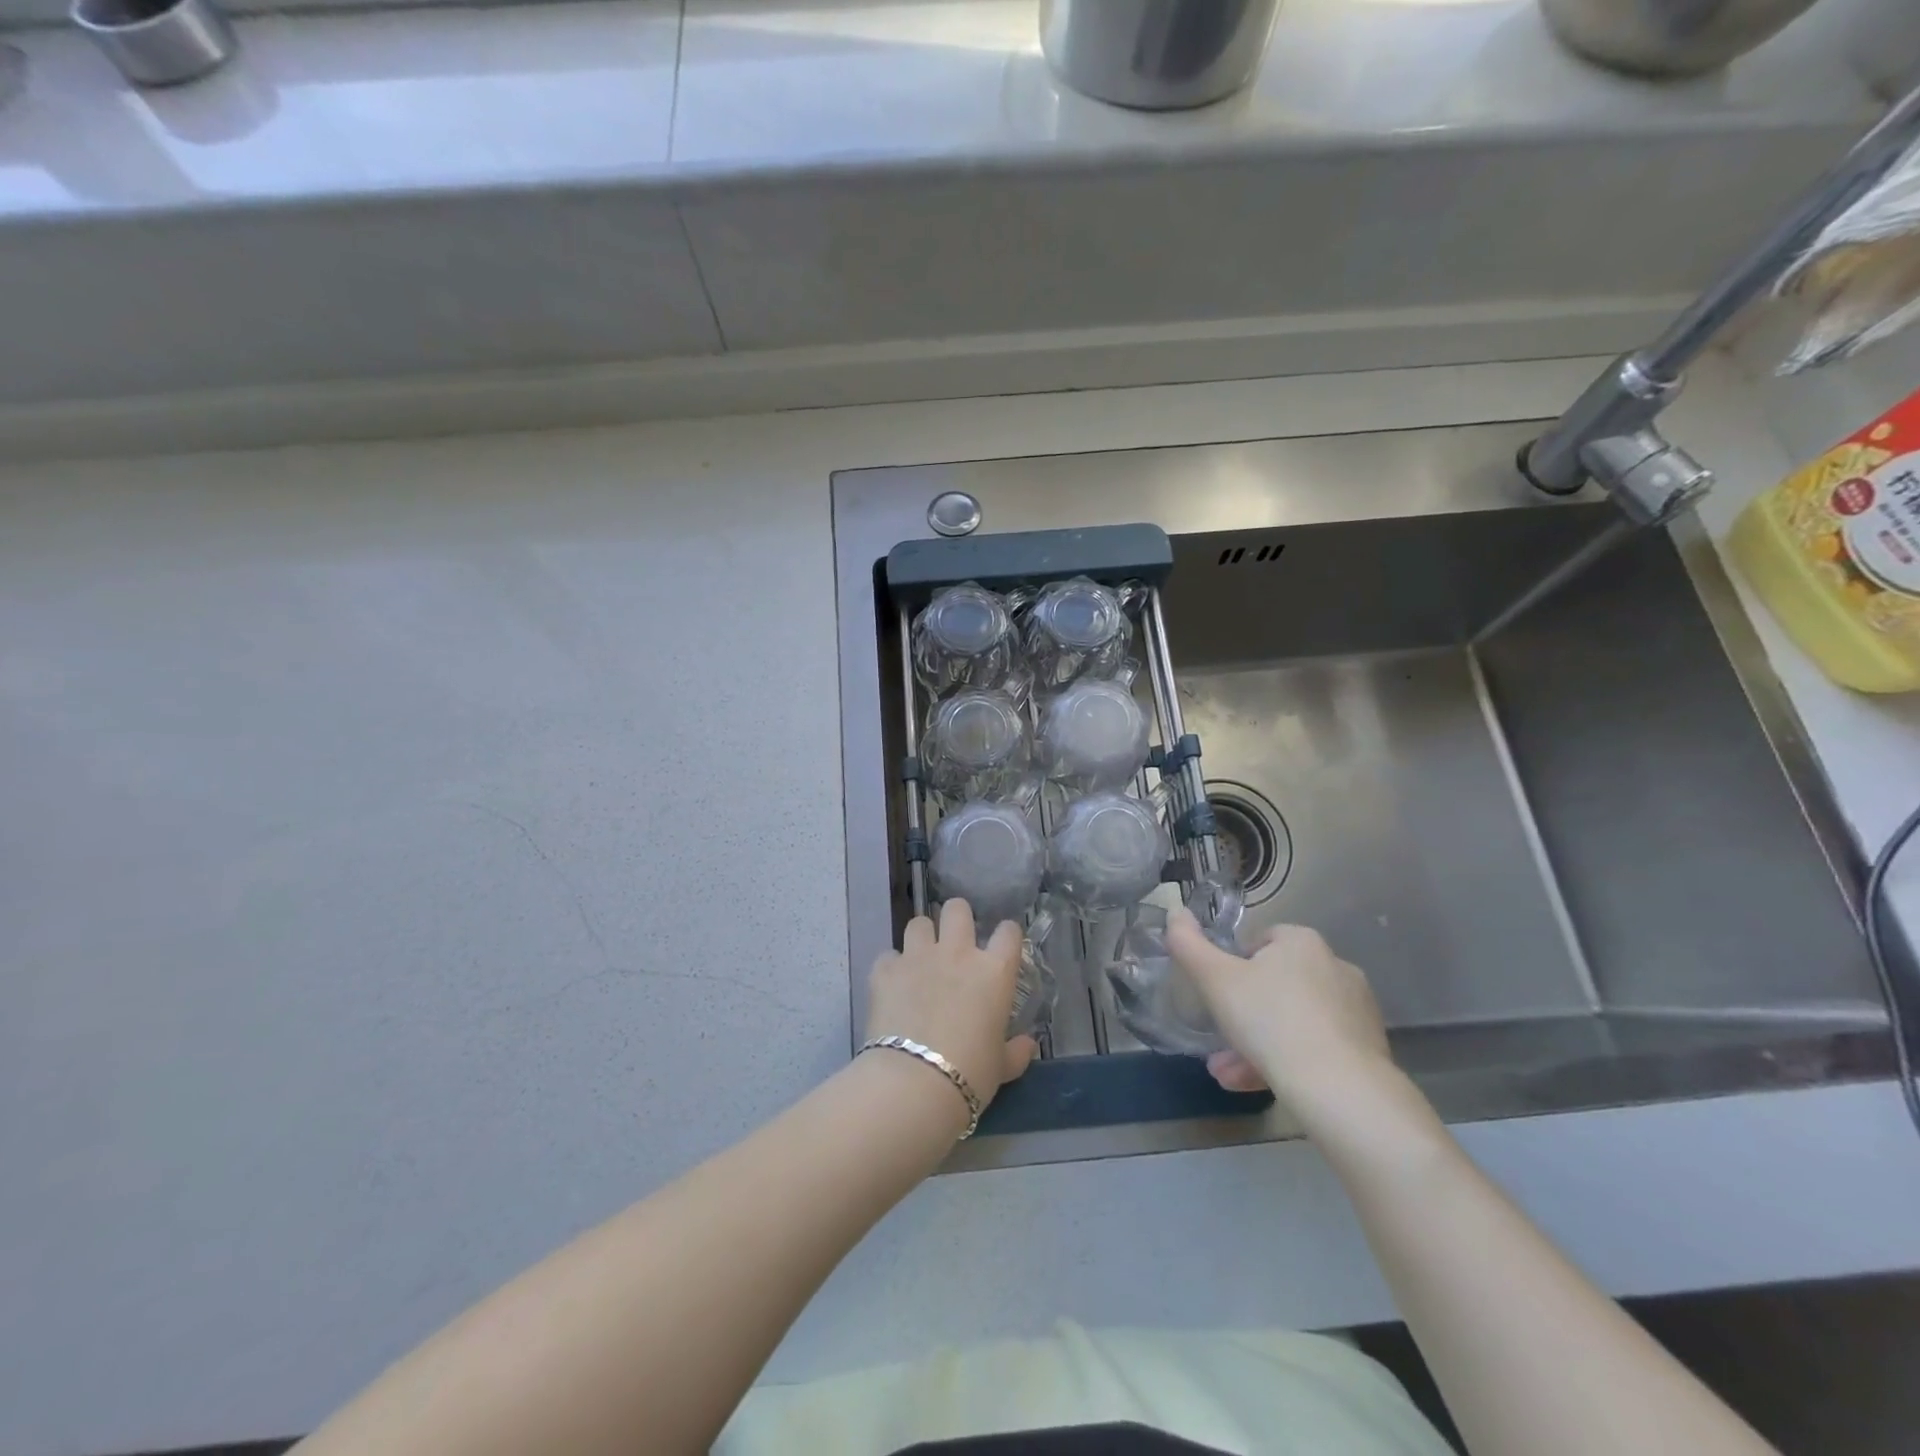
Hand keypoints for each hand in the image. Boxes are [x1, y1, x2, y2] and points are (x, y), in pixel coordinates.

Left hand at [865, 899, 1038, 1107]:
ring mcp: (918, 957)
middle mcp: (957, 953)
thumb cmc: (970, 1074)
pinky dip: (891, 967)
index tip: (1002, 947)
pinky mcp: (885, 970)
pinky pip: (888, 956)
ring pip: (919, 923)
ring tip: (921, 959)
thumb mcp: (1001, 1066)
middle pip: (957, 909)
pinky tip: (893, 985)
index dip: (1006, 935)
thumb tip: (1027, 1045)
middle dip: (957, 919)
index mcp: (993, 971)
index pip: (1008, 932)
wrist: (914, 1083)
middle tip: (955, 944)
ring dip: (922, 938)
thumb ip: (1015, 1051)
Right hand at [1167, 908, 1394, 1120]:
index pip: (1260, 942)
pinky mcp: (1368, 1048)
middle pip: (1276, 985)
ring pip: (1293, 1021)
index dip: (1233, 967)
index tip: (1217, 995)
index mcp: (1301, 942)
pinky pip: (1317, 1047)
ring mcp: (1355, 1009)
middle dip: (1243, 1014)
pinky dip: (1289, 1061)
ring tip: (1229, 1075)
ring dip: (1259, 1044)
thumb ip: (1188, 944)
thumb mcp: (1215, 980)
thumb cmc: (1270, 1021)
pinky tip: (1261, 1085)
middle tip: (1218, 1043)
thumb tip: (1175, 911)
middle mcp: (1335, 966)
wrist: (1340, 1089)